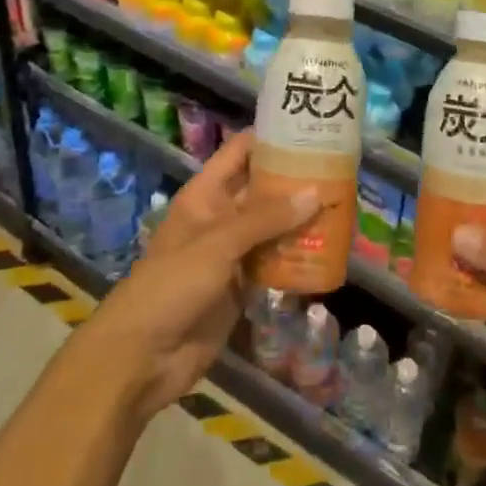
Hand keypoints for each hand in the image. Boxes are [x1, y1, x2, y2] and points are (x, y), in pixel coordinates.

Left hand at [82, 131, 315, 423]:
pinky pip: (273, 262)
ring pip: (272, 226)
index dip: (271, 137)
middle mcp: (221, 216)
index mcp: (206, 194)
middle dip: (296, 179)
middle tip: (340, 169)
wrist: (142, 358)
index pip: (241, 152)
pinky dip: (296, 256)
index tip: (310, 127)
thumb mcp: (218, 243)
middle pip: (262, 189)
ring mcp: (231, 253)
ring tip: (343, 205)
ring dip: (301, 219)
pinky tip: (327, 250)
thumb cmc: (172, 285)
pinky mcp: (241, 286)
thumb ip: (266, 218)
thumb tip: (315, 192)